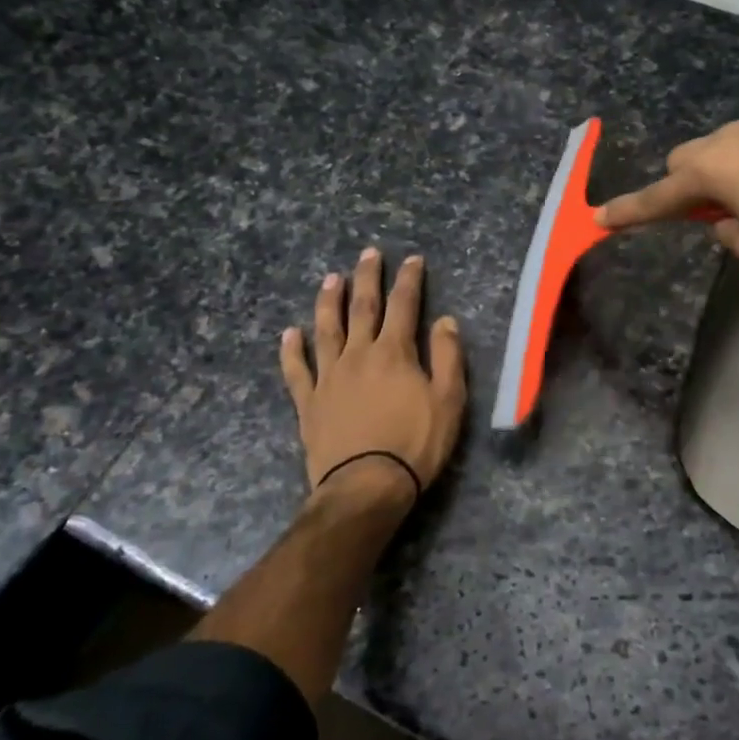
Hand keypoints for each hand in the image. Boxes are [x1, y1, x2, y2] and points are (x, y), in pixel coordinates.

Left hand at [280, 249, 466, 509]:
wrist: (366, 486)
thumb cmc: (415, 444)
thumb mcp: (449, 401)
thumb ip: (448, 357)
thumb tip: (445, 321)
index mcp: (394, 353)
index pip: (404, 306)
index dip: (409, 281)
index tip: (413, 260)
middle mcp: (358, 355)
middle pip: (362, 308)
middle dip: (368, 278)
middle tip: (369, 253)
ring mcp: (329, 377)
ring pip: (326, 330)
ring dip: (328, 302)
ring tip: (330, 278)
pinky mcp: (309, 402)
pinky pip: (296, 370)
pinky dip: (291, 350)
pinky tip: (289, 333)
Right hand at [597, 106, 738, 261]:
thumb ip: (728, 235)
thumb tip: (725, 222)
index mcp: (714, 171)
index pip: (659, 197)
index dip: (629, 211)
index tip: (601, 218)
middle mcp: (733, 135)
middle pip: (689, 158)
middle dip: (690, 183)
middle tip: (715, 210)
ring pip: (731, 142)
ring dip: (734, 166)